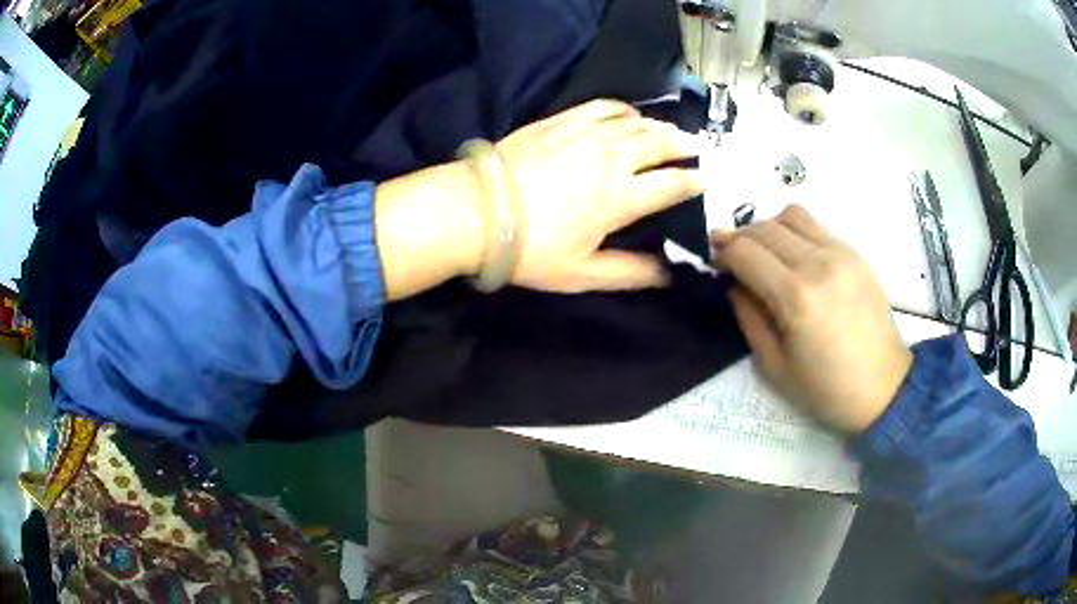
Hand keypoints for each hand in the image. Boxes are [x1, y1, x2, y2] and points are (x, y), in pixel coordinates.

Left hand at [495, 99, 704, 291]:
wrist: (476, 212)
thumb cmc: (530, 250)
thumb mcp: (582, 274)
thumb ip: (630, 273)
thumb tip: (668, 275)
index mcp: (623, 198)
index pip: (673, 184)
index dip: (695, 181)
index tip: (707, 180)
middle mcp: (613, 159)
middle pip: (661, 144)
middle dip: (685, 146)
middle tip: (698, 148)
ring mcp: (587, 134)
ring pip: (638, 123)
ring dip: (661, 127)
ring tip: (673, 132)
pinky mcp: (562, 121)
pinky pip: (603, 107)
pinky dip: (623, 109)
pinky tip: (629, 115)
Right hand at [714, 205, 913, 433]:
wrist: (882, 386)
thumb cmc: (826, 387)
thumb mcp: (774, 366)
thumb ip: (748, 317)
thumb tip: (735, 284)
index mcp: (795, 297)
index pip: (746, 252)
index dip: (723, 252)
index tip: (715, 262)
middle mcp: (817, 263)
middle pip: (764, 228)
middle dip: (740, 237)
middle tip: (732, 257)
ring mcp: (840, 253)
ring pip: (790, 216)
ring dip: (767, 228)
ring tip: (764, 252)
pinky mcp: (855, 253)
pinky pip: (815, 225)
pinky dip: (794, 231)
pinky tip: (794, 255)